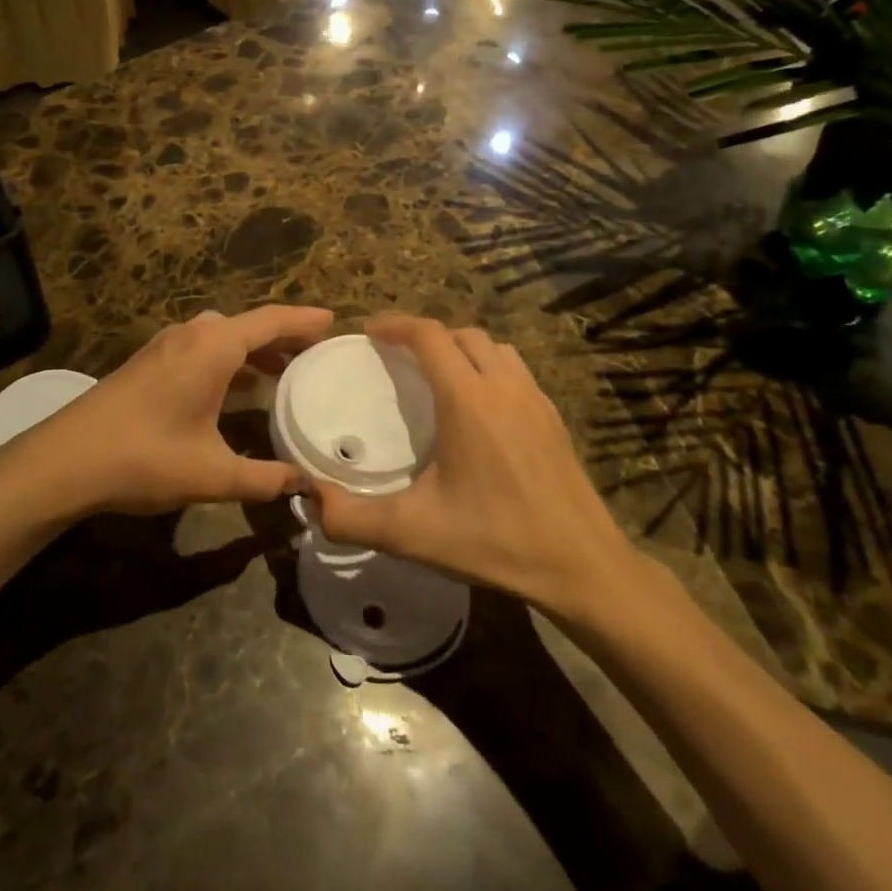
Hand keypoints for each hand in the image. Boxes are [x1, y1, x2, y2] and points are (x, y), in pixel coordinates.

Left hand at [27, 305, 333, 517]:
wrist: (64, 460)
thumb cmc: (144, 456)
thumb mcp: (212, 473)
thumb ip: (264, 479)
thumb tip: (306, 488)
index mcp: (213, 346)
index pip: (271, 320)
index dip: (306, 320)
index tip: (336, 322)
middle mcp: (192, 334)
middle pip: (249, 325)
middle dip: (284, 336)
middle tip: (317, 353)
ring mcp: (166, 346)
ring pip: (223, 337)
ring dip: (254, 350)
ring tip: (285, 372)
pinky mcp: (150, 363)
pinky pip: (203, 349)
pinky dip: (230, 360)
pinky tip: (237, 390)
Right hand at [309, 316, 652, 624]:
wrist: (582, 566)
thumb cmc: (495, 540)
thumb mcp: (412, 532)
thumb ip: (351, 517)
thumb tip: (309, 498)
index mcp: (468, 399)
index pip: (429, 335)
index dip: (395, 324)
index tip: (368, 331)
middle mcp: (504, 387)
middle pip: (462, 334)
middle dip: (426, 335)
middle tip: (397, 356)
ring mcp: (535, 400)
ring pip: (495, 348)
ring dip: (462, 348)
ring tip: (438, 375)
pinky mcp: (554, 419)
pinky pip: (517, 372)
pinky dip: (490, 369)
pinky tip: (480, 409)